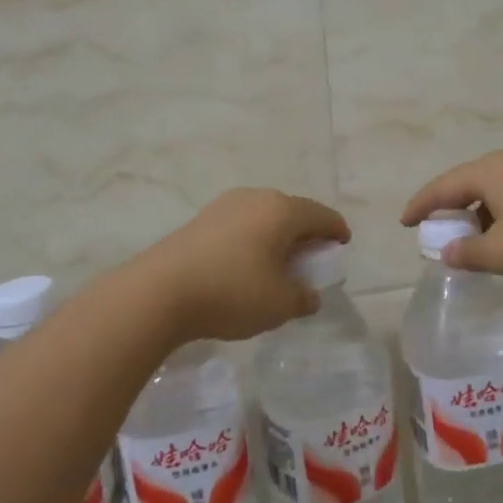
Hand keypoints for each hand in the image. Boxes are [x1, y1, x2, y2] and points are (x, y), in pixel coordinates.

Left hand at [133, 188, 350, 343]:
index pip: (322, 215)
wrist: (160, 292)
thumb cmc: (232, 292)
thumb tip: (308, 294)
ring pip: (264, 217)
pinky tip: (246, 266)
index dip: (337, 231)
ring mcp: (225, 206)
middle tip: (311, 259)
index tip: (342, 246)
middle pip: (293, 212)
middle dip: (306, 234)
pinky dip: (253, 240)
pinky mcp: (201, 220)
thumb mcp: (280, 304)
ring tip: (278, 264)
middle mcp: (256, 198)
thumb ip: (303, 298)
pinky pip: (241, 225)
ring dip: (277, 237)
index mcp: (283, 211)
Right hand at [400, 150, 502, 281]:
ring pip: (493, 188)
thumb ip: (468, 253)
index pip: (443, 187)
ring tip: (471, 236)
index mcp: (488, 171)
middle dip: (449, 206)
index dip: (421, 205)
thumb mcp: (501, 253)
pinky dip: (500, 211)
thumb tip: (448, 253)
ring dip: (477, 211)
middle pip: (468, 182)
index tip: (404, 222)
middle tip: (434, 227)